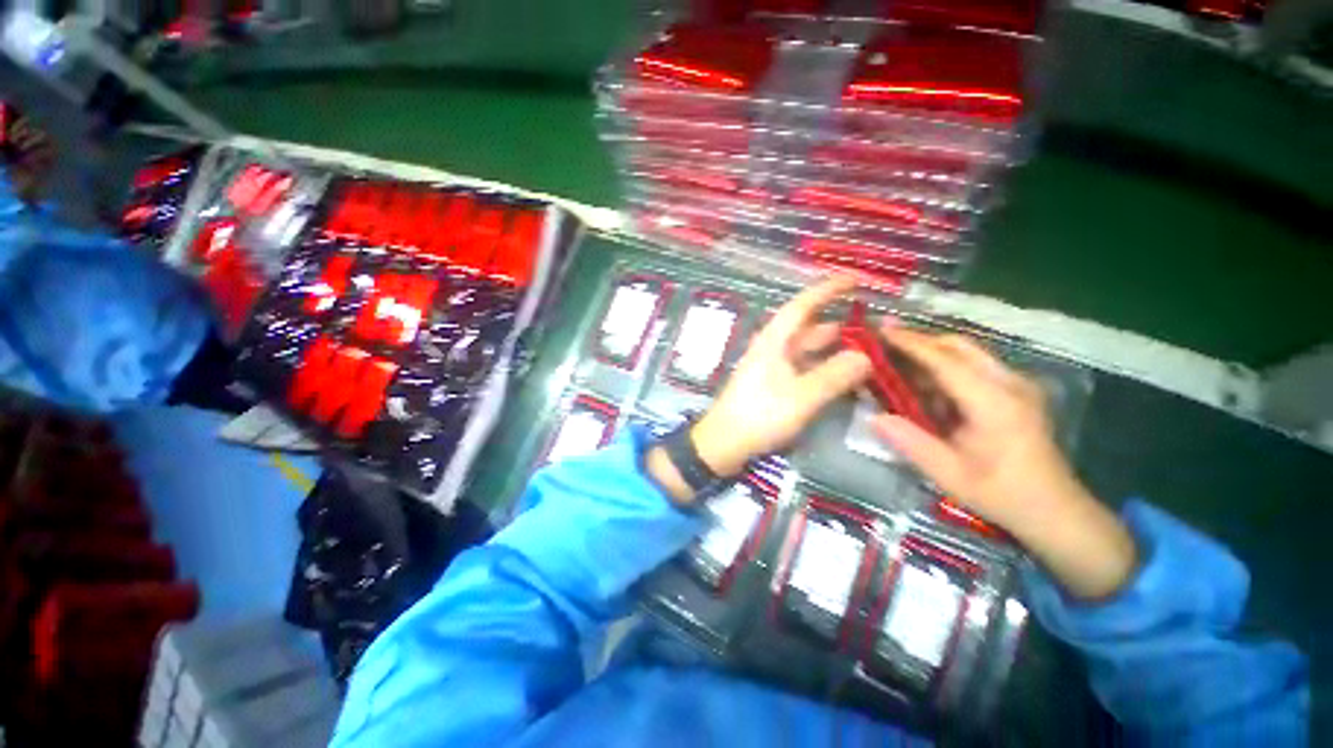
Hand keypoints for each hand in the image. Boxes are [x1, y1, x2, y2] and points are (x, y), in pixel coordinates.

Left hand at [647, 278, 870, 502]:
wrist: (724, 442)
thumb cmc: (760, 414)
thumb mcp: (801, 396)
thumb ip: (834, 375)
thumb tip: (865, 356)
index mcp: (774, 341)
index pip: (802, 305)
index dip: (827, 289)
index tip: (854, 279)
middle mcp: (771, 348)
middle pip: (806, 327)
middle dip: (835, 320)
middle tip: (868, 322)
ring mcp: (770, 367)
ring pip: (804, 348)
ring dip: (830, 346)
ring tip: (862, 347)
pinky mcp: (770, 384)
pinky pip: (801, 367)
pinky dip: (821, 366)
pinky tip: (839, 374)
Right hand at [871, 328, 1076, 529]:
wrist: (1055, 510)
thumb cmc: (1001, 494)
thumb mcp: (950, 474)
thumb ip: (911, 442)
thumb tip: (873, 417)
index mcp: (994, 402)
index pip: (945, 360)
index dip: (910, 343)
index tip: (878, 331)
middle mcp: (1009, 384)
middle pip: (959, 346)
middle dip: (919, 341)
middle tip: (883, 344)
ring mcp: (1016, 385)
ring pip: (967, 354)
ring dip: (930, 354)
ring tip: (895, 364)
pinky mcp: (1016, 392)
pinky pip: (974, 367)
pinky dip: (944, 368)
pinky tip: (924, 386)